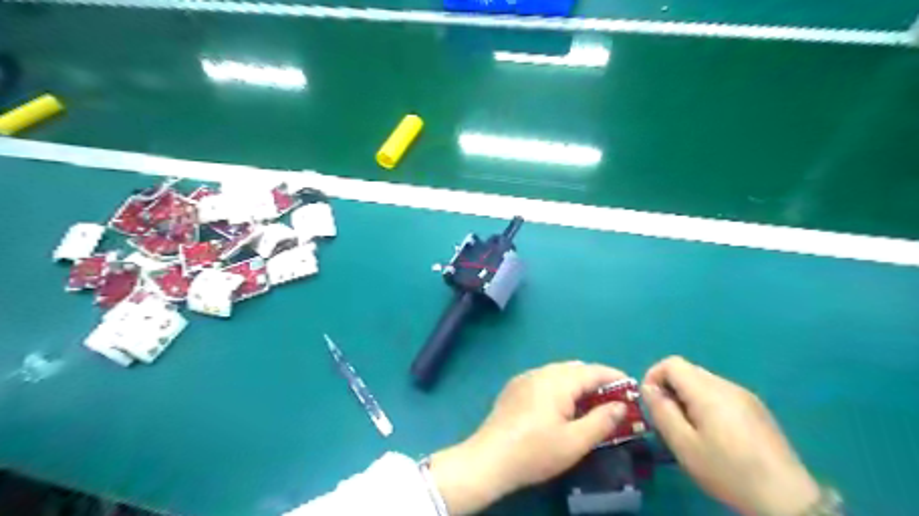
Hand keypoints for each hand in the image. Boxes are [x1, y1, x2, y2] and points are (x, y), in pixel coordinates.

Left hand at [432, 360, 631, 514]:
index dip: (614, 377)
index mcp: (558, 380)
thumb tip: (621, 406)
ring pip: (558, 373)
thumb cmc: (536, 451)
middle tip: (611, 400)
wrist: (490, 457)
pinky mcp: (514, 388)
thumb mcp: (575, 441)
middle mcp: (541, 372)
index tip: (631, 387)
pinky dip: (559, 387)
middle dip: (595, 381)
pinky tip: (559, 406)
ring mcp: (525, 378)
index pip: (593, 371)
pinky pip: (543, 379)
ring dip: (576, 384)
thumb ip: (602, 421)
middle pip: (575, 369)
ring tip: (588, 404)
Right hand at [642, 356, 818, 514]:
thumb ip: (662, 411)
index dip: (654, 376)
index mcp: (707, 391)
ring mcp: (745, 395)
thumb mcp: (684, 445)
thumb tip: (648, 388)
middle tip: (668, 418)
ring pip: (704, 382)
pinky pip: (721, 393)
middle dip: (670, 388)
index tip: (651, 402)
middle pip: (688, 371)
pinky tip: (715, 433)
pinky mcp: (757, 408)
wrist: (786, 498)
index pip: (671, 363)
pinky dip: (707, 403)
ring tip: (690, 428)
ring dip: (688, 396)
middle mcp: (726, 385)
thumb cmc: (727, 470)